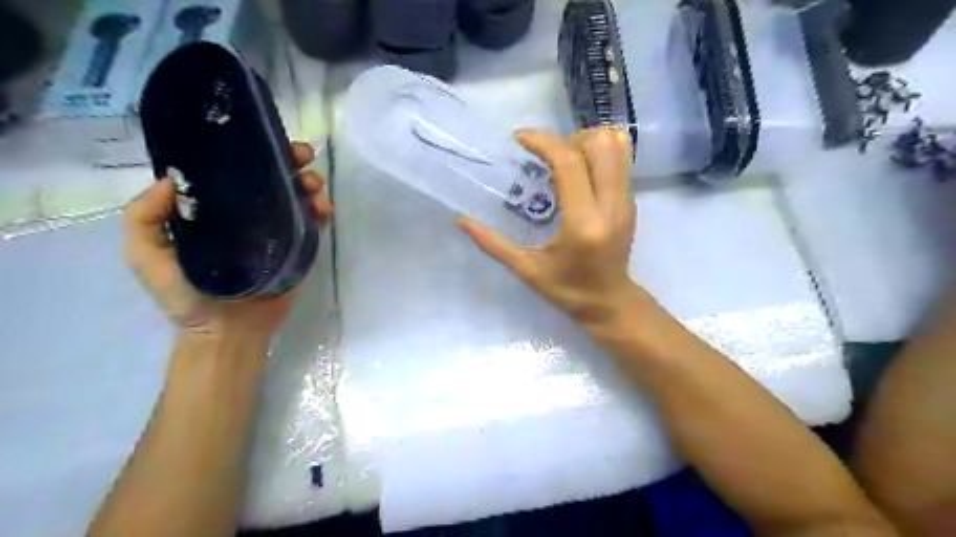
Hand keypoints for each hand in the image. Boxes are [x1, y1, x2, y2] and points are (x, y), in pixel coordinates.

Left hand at [122, 144, 332, 343]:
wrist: (228, 332)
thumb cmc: (185, 296)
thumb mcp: (147, 257)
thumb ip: (143, 219)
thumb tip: (171, 179)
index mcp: (214, 211)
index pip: (232, 173)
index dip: (248, 151)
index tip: (262, 139)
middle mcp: (247, 215)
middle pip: (271, 179)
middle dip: (288, 161)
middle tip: (302, 155)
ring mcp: (276, 231)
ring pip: (296, 197)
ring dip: (309, 182)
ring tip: (314, 182)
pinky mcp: (298, 248)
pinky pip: (312, 223)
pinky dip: (321, 210)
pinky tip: (324, 207)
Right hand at [461, 128, 640, 328]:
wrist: (610, 303)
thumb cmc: (567, 290)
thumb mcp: (526, 270)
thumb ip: (493, 244)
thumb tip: (461, 220)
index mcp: (583, 223)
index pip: (569, 163)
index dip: (543, 142)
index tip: (520, 139)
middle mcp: (610, 205)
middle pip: (599, 144)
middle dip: (568, 139)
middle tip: (546, 156)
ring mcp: (626, 202)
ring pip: (617, 146)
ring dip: (587, 142)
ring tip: (564, 161)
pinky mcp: (631, 202)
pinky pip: (620, 161)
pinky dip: (597, 155)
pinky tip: (578, 175)